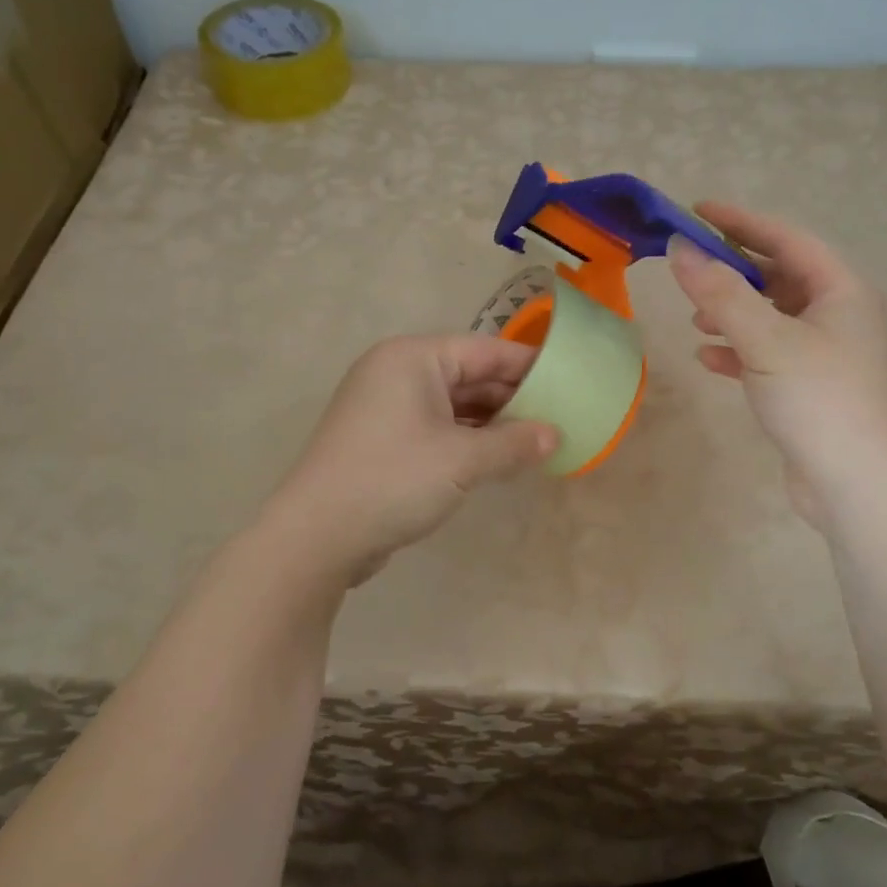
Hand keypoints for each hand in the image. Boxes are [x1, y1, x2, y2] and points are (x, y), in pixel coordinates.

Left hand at [264, 334, 557, 583]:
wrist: (317, 537)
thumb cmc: (394, 479)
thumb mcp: (463, 460)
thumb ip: (514, 443)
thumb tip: (555, 436)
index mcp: (413, 358)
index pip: (485, 350)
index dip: (529, 366)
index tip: (570, 382)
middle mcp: (397, 373)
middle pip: (468, 375)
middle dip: (513, 398)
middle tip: (560, 417)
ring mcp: (386, 409)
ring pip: (454, 406)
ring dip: (493, 423)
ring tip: (537, 440)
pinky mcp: (382, 441)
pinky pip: (437, 429)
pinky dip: (468, 440)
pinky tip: (499, 458)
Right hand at [668, 202, 886, 524]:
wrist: (857, 484)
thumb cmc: (819, 398)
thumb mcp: (765, 340)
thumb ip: (720, 293)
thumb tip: (680, 249)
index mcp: (842, 291)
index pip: (788, 239)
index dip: (742, 222)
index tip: (698, 211)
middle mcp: (840, 316)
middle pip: (780, 278)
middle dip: (734, 274)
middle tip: (691, 270)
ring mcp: (828, 355)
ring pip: (773, 319)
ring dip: (733, 315)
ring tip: (695, 320)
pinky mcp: (812, 389)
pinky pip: (770, 355)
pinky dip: (739, 352)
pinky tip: (709, 360)